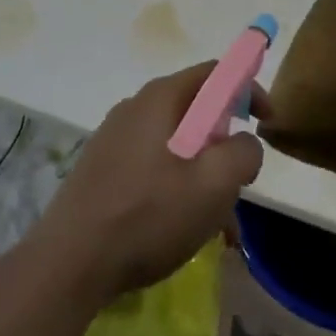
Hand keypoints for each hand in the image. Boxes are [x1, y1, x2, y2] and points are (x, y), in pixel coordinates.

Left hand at [31, 63, 265, 303]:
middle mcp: (136, 108)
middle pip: (196, 112)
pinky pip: (154, 169)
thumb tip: (244, 142)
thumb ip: (242, 153)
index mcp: (161, 98)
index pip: (215, 73)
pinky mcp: (103, 170)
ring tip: (220, 229)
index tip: (267, 123)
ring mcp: (115, 139)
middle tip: (240, 185)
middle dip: (225, 147)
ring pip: (177, 148)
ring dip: (205, 179)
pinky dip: (178, 191)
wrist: (69, 263)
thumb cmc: (147, 215)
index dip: (248, 90)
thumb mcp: (212, 185)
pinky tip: (187, 235)